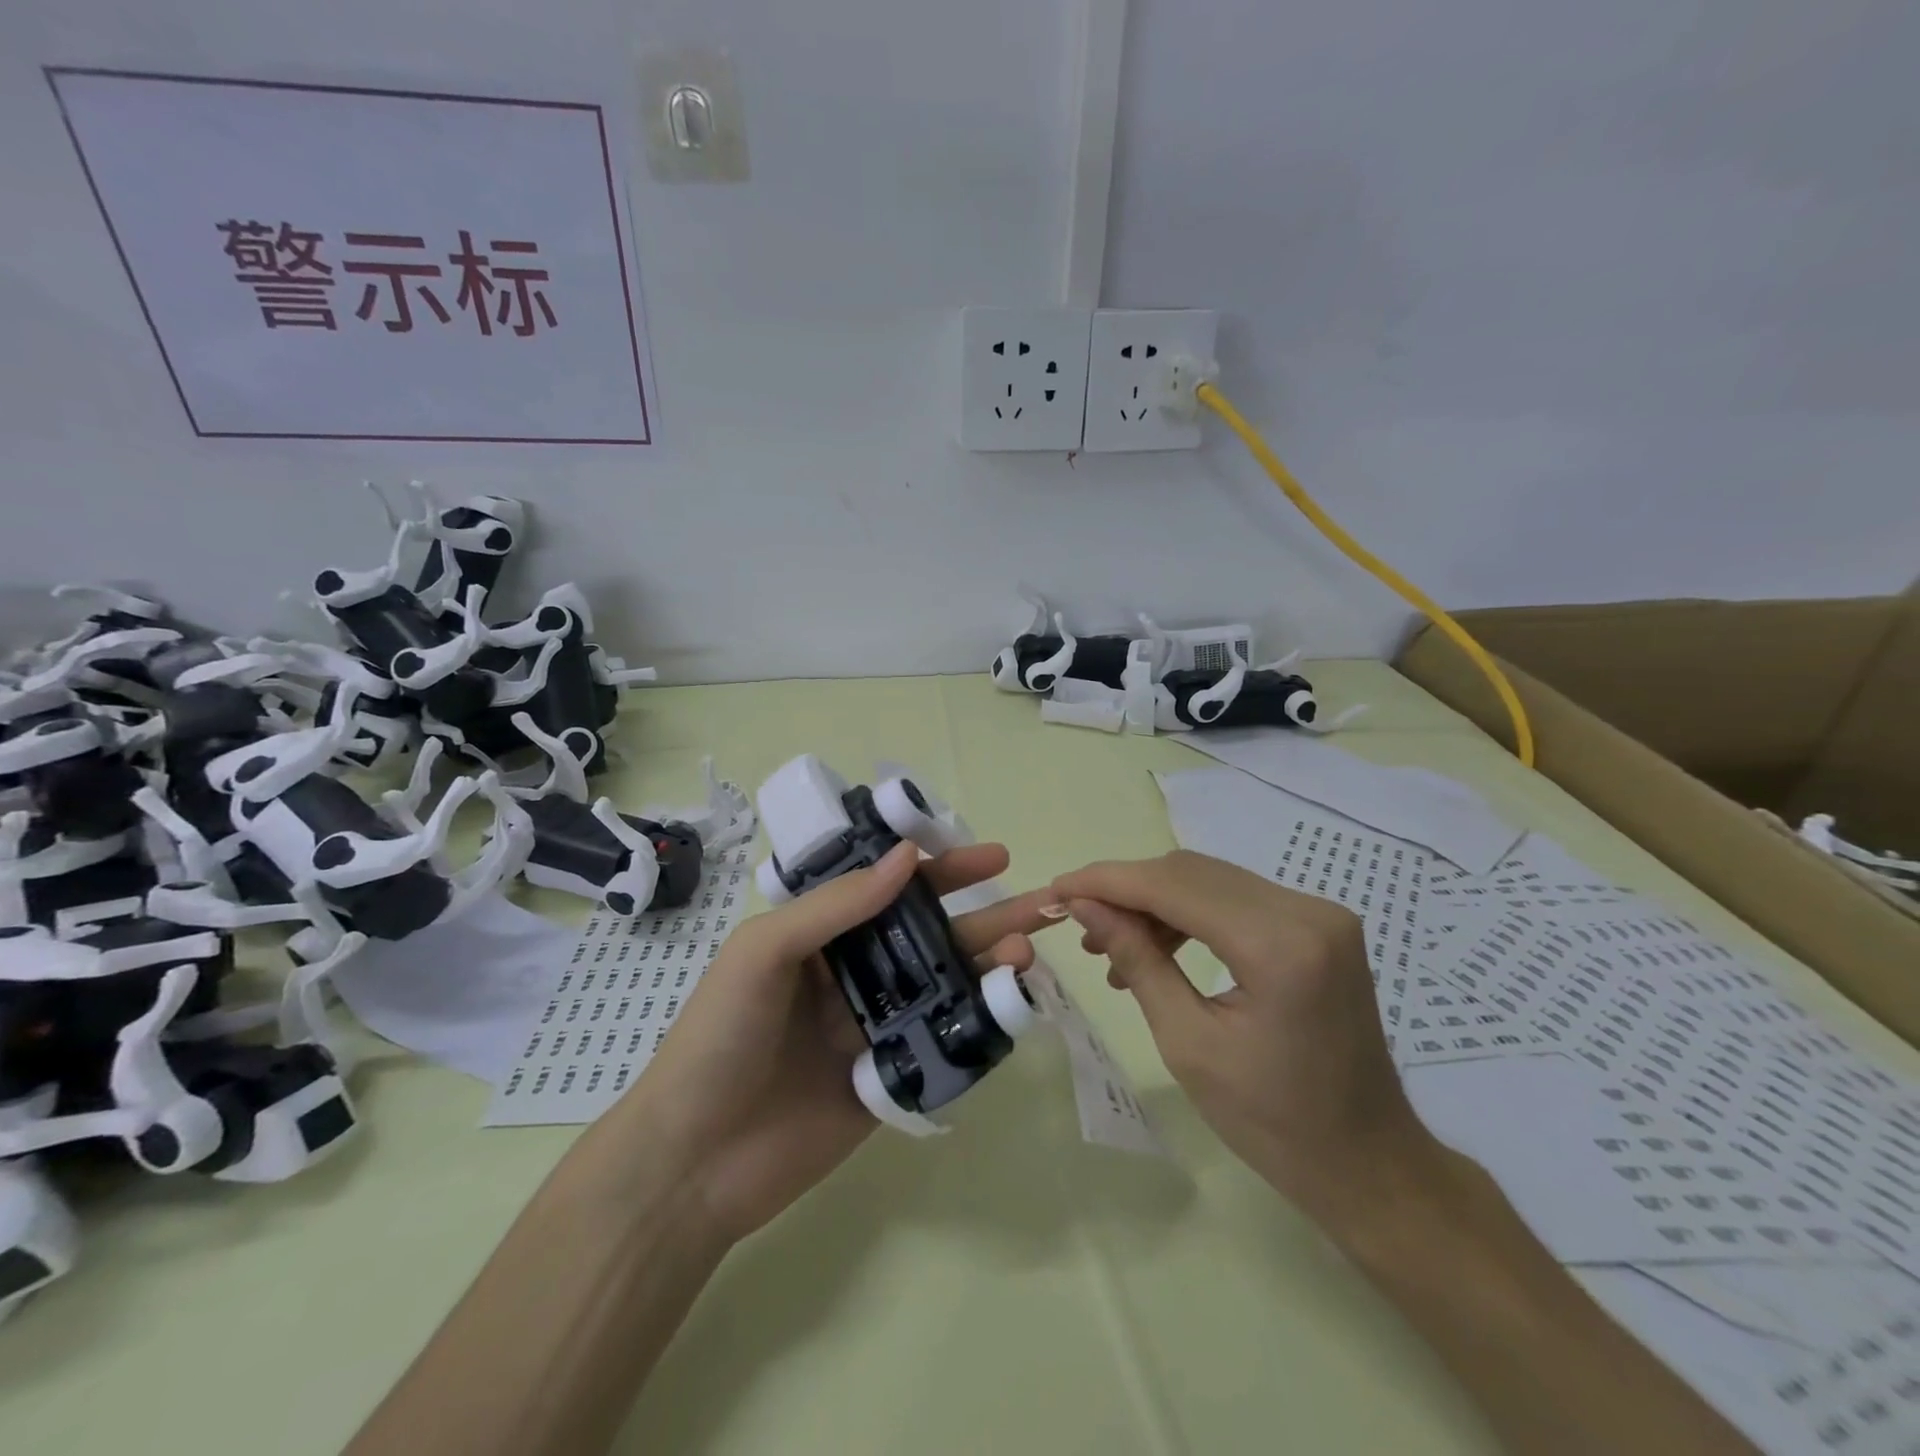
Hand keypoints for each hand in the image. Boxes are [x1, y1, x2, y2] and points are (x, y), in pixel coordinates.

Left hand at [608, 841, 1054, 1245]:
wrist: (693, 1163)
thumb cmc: (719, 1038)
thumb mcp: (764, 951)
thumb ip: (837, 905)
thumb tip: (908, 858)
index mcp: (821, 934)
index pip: (891, 888)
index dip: (941, 869)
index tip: (990, 857)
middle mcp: (854, 972)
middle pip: (930, 933)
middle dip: (984, 914)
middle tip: (1039, 902)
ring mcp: (875, 1026)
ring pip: (945, 984)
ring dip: (989, 964)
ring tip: (1028, 951)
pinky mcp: (891, 1078)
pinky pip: (942, 1041)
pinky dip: (980, 1022)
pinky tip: (1013, 1006)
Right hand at [1053, 850, 1443, 1221]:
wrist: (1368, 1163)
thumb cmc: (1273, 1123)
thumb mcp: (1187, 1043)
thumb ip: (1136, 959)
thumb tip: (1084, 906)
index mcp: (1279, 946)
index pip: (1174, 886)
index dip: (1108, 881)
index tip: (1058, 888)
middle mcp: (1307, 911)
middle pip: (1192, 873)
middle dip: (1127, 890)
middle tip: (1079, 922)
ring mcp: (1319, 913)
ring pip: (1211, 881)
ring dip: (1155, 903)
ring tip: (1112, 946)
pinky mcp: (1318, 924)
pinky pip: (1236, 900)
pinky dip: (1189, 914)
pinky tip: (1159, 948)